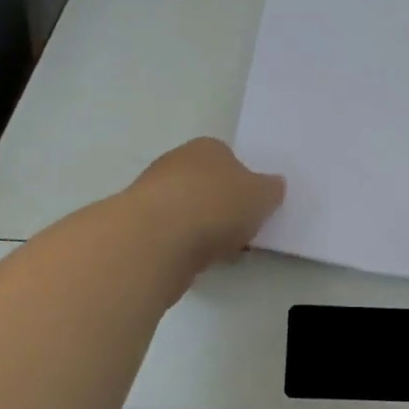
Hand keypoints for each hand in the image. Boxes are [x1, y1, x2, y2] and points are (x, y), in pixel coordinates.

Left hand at [124, 137, 285, 281]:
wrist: (156, 240)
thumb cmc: (217, 206)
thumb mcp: (263, 196)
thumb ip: (271, 190)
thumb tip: (272, 186)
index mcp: (207, 148)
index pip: (229, 159)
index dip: (243, 183)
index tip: (253, 208)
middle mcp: (175, 162)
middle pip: (206, 185)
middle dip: (221, 207)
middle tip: (239, 232)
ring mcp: (150, 194)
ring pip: (186, 211)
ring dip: (201, 229)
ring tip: (218, 252)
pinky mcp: (136, 226)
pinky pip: (170, 235)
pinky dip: (183, 247)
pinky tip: (193, 261)